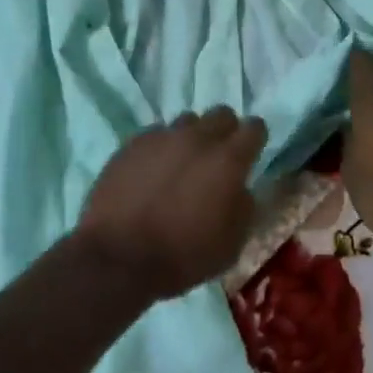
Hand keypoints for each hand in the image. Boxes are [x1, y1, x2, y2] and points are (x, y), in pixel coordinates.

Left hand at [78, 108, 269, 301]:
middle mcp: (198, 138)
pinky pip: (156, 134)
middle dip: (225, 131)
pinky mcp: (132, 144)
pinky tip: (152, 171)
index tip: (250, 154)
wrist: (117, 258)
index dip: (255, 140)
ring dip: (191, 138)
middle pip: (222, 114)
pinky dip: (160, 148)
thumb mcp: (232, 245)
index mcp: (228, 160)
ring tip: (182, 163)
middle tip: (217, 158)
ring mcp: (162, 137)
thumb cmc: (182, 256)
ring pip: (187, 121)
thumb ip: (244, 208)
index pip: (255, 128)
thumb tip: (241, 189)